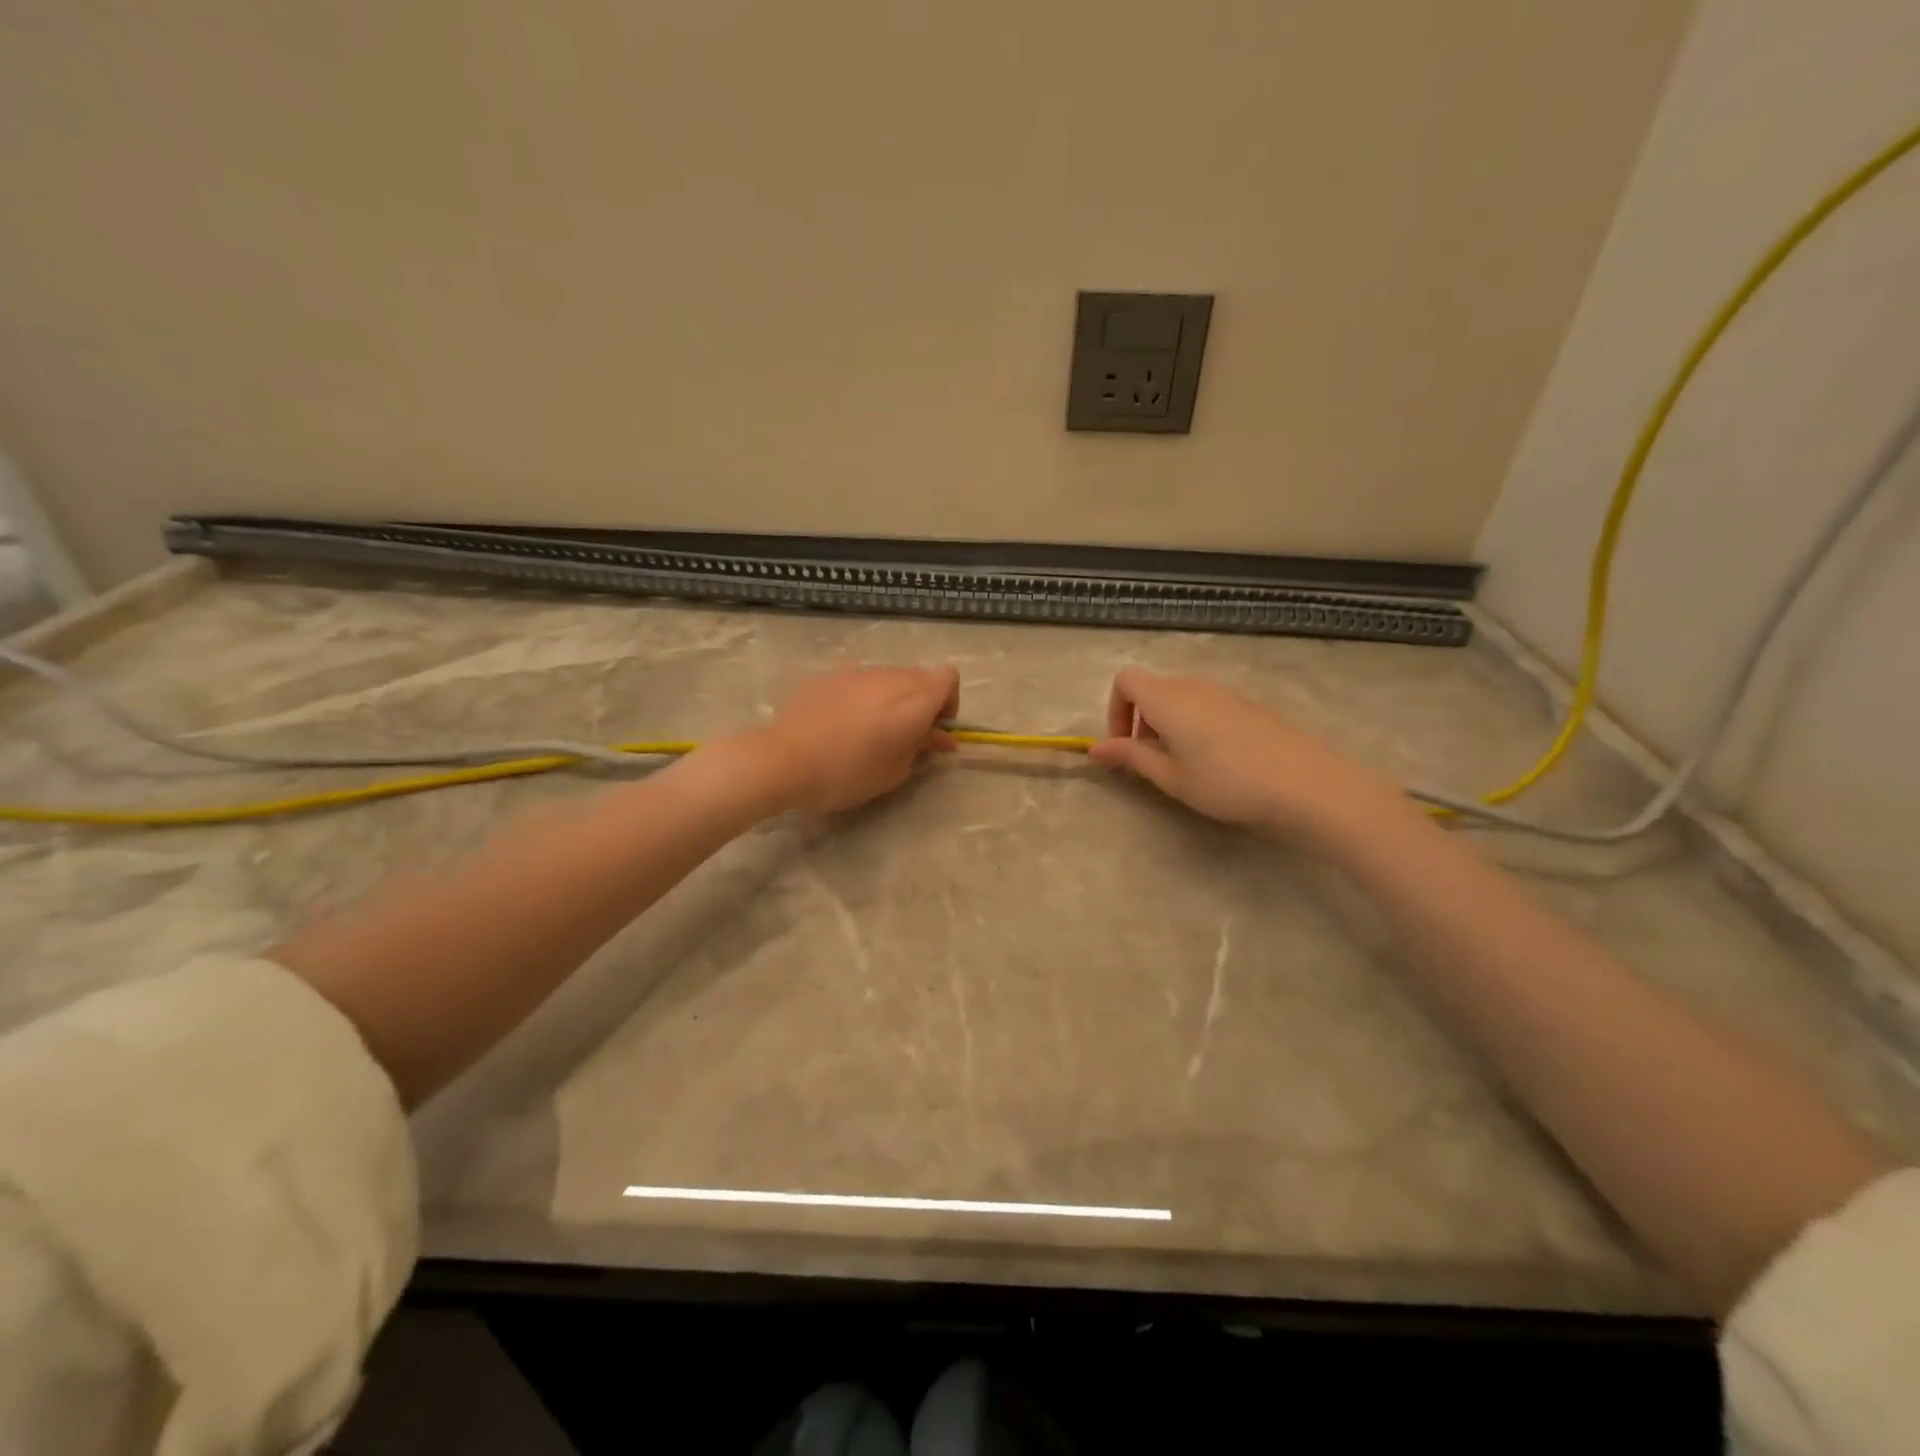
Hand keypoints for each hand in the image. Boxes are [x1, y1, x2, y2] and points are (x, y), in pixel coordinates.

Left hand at [761, 665, 959, 813]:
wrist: (784, 760)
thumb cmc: (847, 773)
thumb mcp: (895, 772)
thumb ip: (922, 748)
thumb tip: (940, 737)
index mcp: (914, 699)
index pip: (949, 677)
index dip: (948, 702)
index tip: (933, 730)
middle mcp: (890, 677)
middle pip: (920, 676)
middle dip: (921, 702)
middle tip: (904, 736)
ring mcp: (857, 672)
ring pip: (888, 678)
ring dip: (891, 699)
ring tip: (869, 732)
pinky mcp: (828, 675)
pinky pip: (858, 682)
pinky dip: (861, 698)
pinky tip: (839, 726)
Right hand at [1088, 668, 1403, 837]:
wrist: (1306, 785)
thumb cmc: (1227, 783)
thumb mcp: (1171, 777)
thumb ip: (1131, 758)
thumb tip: (1095, 748)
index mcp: (1167, 699)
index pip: (1125, 680)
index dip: (1116, 709)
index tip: (1125, 745)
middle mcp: (1193, 686)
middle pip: (1153, 688)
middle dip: (1141, 720)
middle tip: (1151, 761)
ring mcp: (1224, 693)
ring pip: (1181, 698)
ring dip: (1168, 724)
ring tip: (1184, 765)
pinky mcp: (1248, 706)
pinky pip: (1207, 705)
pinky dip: (1195, 725)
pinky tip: (1217, 761)